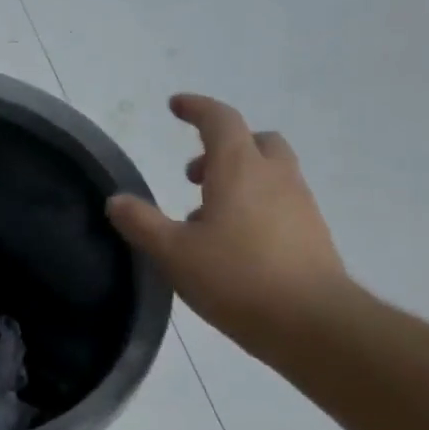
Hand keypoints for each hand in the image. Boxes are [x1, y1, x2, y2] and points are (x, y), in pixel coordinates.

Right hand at [107, 94, 347, 355]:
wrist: (313, 323)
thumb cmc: (236, 277)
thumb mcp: (172, 252)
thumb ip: (141, 222)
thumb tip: (115, 200)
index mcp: (239, 169)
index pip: (220, 120)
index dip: (197, 108)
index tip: (176, 106)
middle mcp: (275, 177)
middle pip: (255, 141)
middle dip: (222, 148)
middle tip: (193, 176)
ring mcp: (300, 204)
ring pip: (270, 173)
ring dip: (238, 180)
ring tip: (205, 218)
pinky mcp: (313, 233)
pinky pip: (280, 202)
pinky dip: (255, 206)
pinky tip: (234, 244)